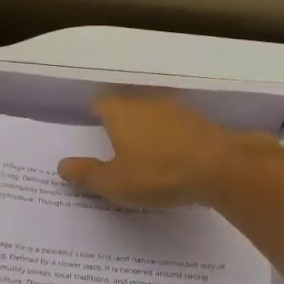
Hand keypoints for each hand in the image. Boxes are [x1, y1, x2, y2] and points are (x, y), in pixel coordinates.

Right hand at [57, 93, 256, 207]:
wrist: (221, 167)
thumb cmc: (158, 173)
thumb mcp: (115, 182)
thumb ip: (87, 174)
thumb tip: (62, 165)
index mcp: (121, 112)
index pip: (101, 102)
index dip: (95, 113)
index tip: (92, 128)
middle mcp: (148, 103)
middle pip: (128, 106)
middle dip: (122, 123)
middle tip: (116, 146)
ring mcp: (178, 110)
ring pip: (155, 116)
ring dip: (149, 131)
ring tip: (145, 155)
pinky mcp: (201, 123)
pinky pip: (177, 128)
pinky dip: (172, 140)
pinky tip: (173, 160)